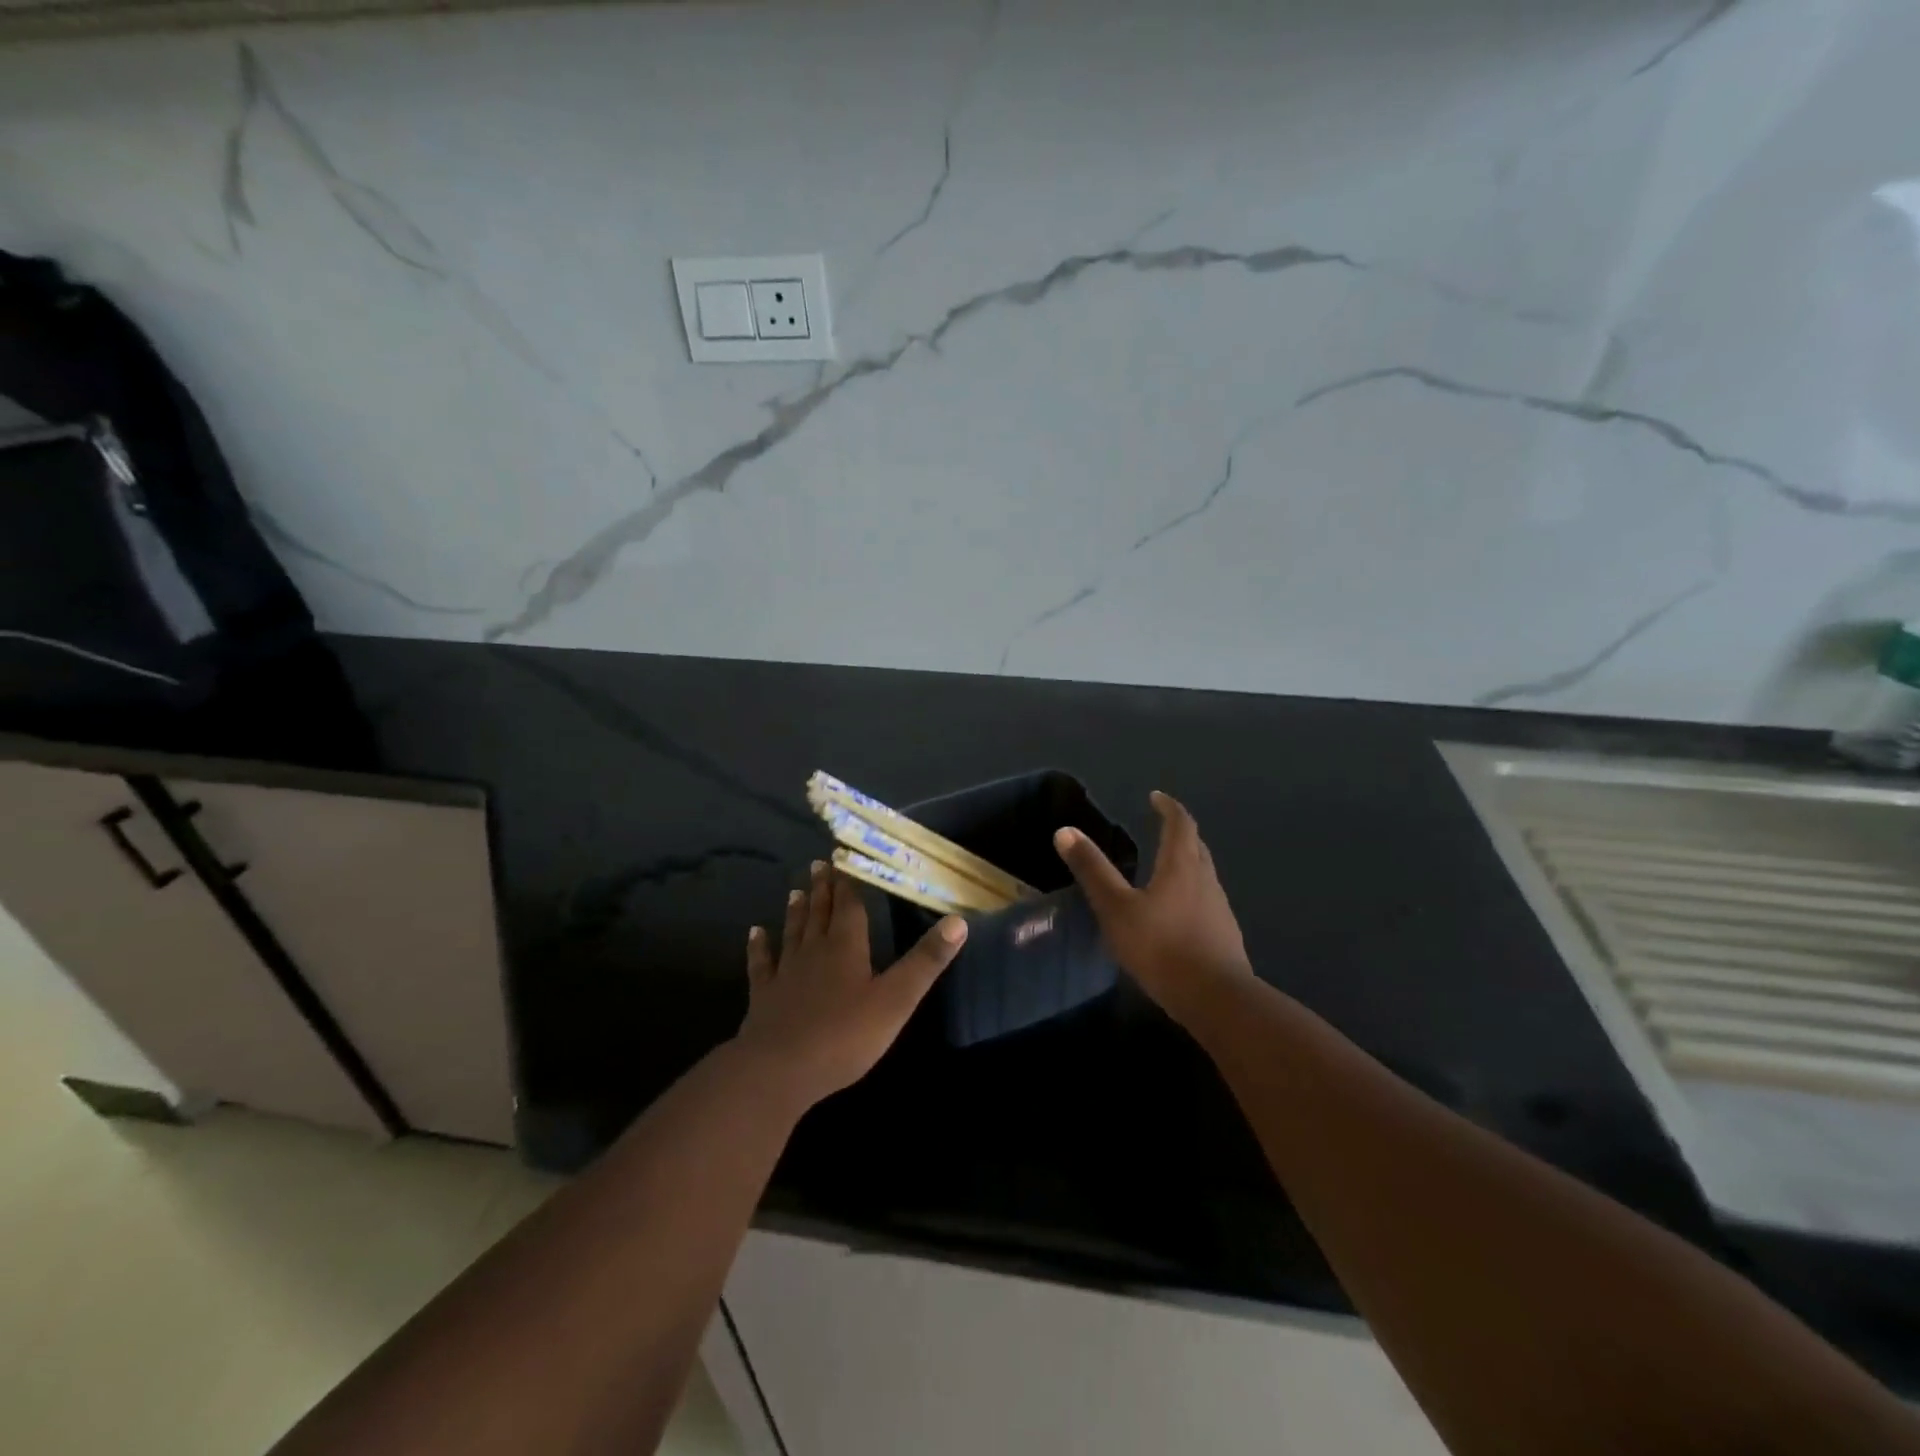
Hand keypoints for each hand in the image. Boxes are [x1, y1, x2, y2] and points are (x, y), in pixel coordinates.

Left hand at [737, 860, 967, 1107]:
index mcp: (846, 947)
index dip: (848, 883)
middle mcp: (814, 951)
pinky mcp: (763, 996)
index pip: (849, 907)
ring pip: (793, 933)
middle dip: (823, 890)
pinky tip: (755, 933)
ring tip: (795, 891)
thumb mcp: (897, 999)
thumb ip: (926, 961)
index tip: (842, 858)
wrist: (779, 1070)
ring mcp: (785, 973)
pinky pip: (761, 964)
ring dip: (796, 912)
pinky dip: (759, 947)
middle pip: (820, 914)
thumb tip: (958, 921)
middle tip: (818, 864)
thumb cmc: (844, 1035)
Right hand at [1054, 791, 1251, 1024]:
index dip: (1168, 807)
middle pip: (1196, 846)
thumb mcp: (1116, 908)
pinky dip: (1190, 894)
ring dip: (1186, 863)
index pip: (1180, 824)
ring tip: (1163, 870)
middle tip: (1162, 828)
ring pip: (1203, 875)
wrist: (1217, 1000)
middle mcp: (1206, 880)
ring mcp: (1219, 909)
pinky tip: (1175, 914)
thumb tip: (1065, 831)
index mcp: (1181, 866)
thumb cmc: (1162, 947)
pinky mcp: (1224, 936)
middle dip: (1180, 832)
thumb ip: (1092, 870)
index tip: (1156, 797)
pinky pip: (1206, 902)